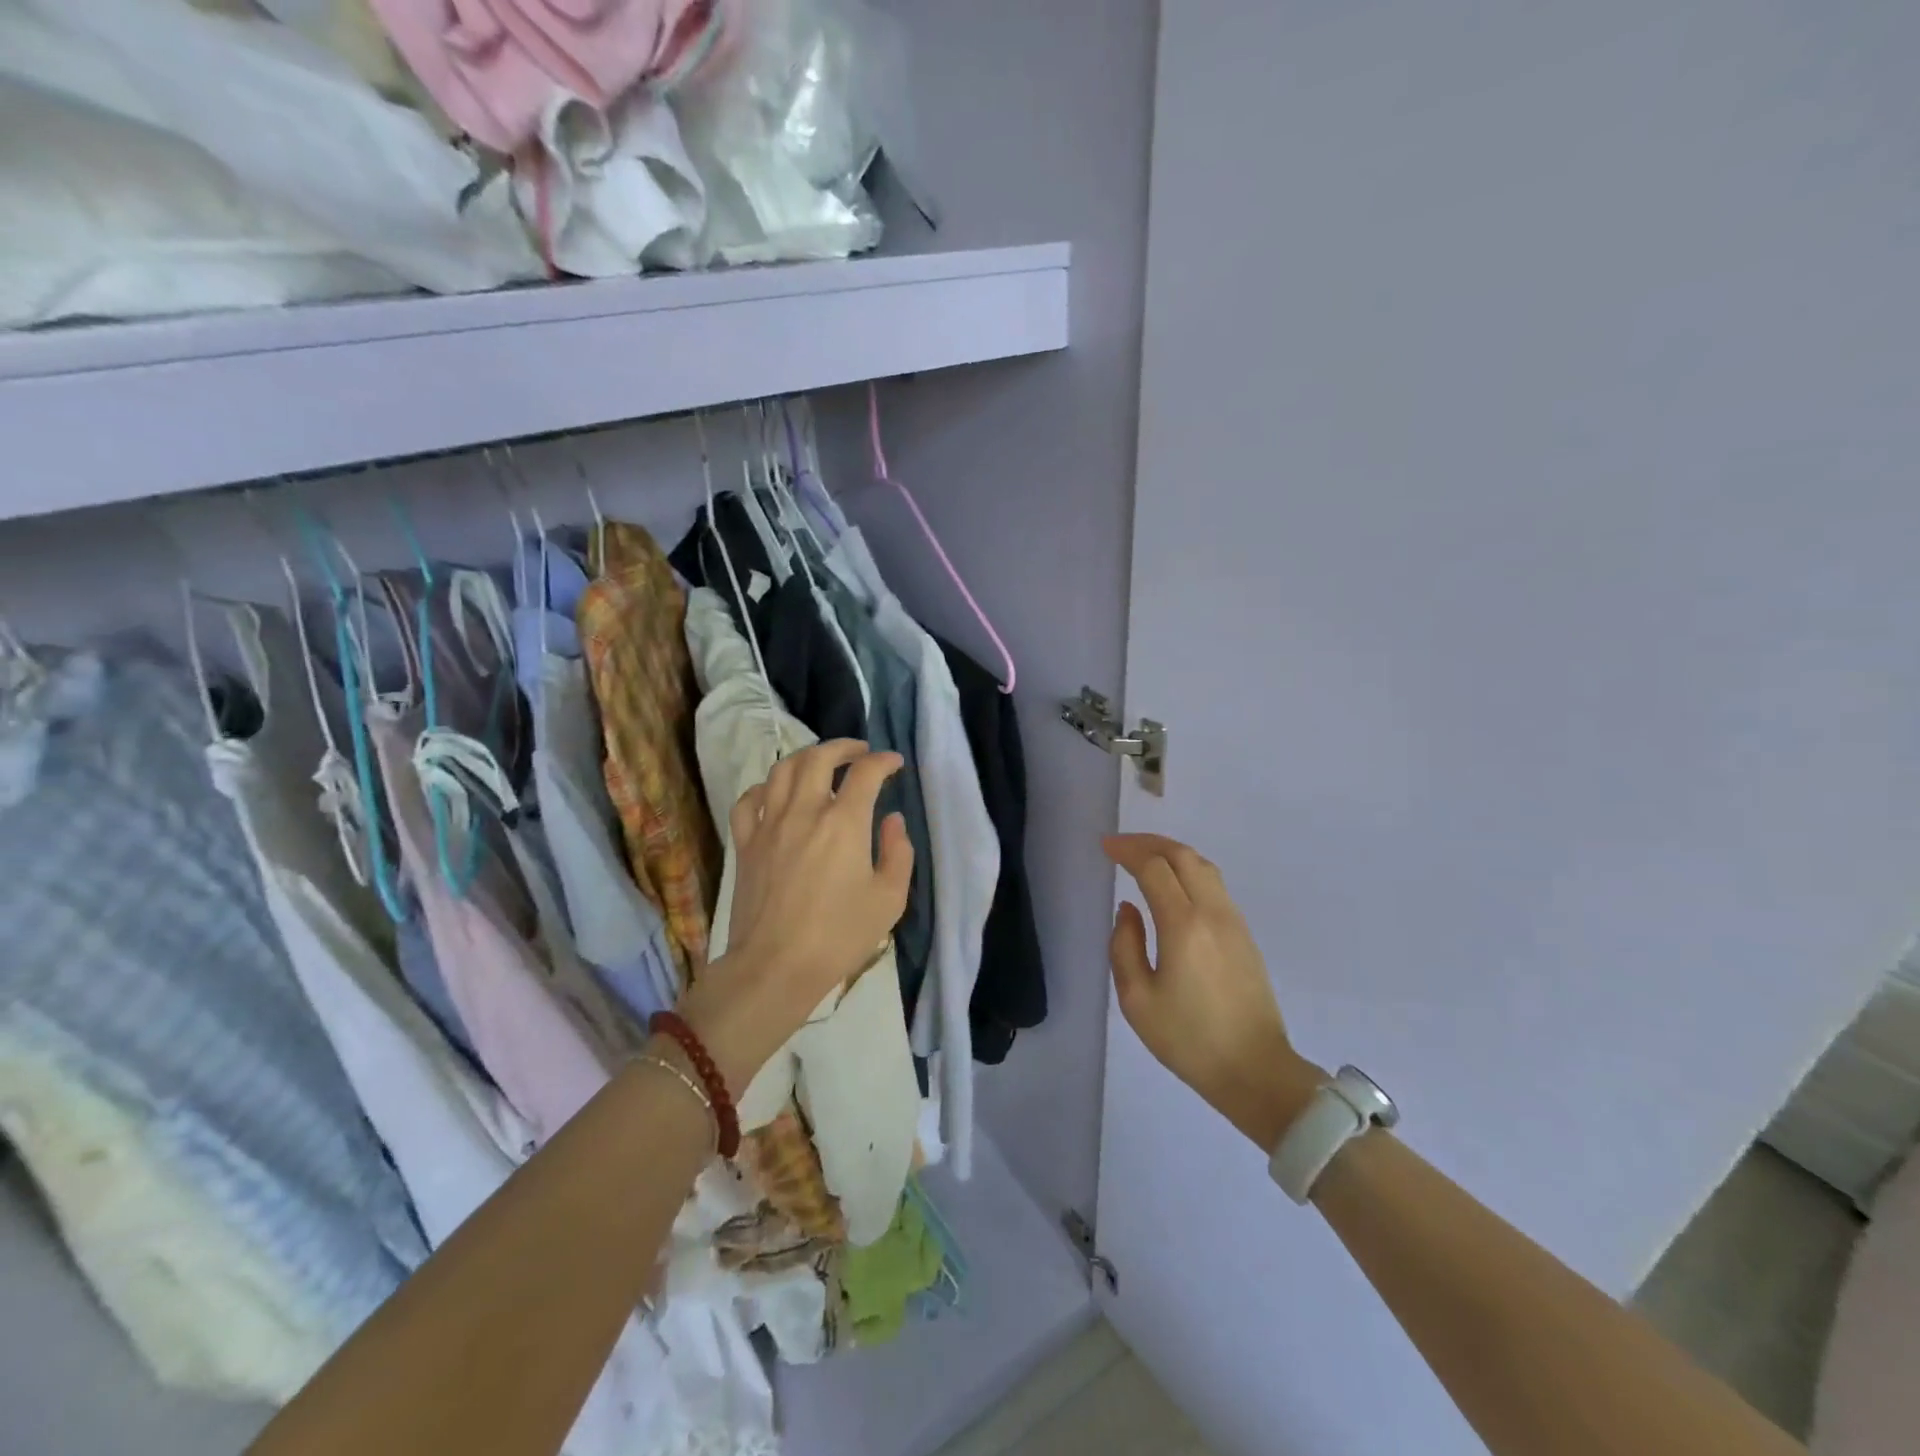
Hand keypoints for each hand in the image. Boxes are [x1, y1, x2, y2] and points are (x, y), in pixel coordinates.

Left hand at [679, 740, 911, 1092]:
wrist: (775, 967)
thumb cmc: (840, 936)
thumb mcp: (889, 899)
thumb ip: (898, 852)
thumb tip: (893, 820)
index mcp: (845, 823)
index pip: (866, 773)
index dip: (884, 761)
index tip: (894, 764)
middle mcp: (805, 811)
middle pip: (819, 758)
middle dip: (843, 747)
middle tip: (860, 752)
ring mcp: (769, 825)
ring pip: (782, 770)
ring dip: (806, 758)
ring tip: (821, 762)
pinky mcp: (745, 844)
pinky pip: (749, 801)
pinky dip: (765, 788)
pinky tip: (775, 793)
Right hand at [1105, 833, 1324, 1150]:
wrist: (1255, 1071)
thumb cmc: (1188, 1040)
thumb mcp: (1137, 999)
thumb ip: (1124, 946)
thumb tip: (1128, 909)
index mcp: (1183, 925)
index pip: (1154, 868)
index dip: (1127, 851)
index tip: (1105, 847)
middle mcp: (1213, 912)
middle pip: (1182, 855)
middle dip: (1149, 843)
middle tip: (1121, 845)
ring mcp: (1234, 921)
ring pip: (1203, 866)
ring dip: (1172, 852)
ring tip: (1145, 857)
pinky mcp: (1244, 934)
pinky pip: (1214, 885)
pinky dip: (1188, 870)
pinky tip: (1173, 884)